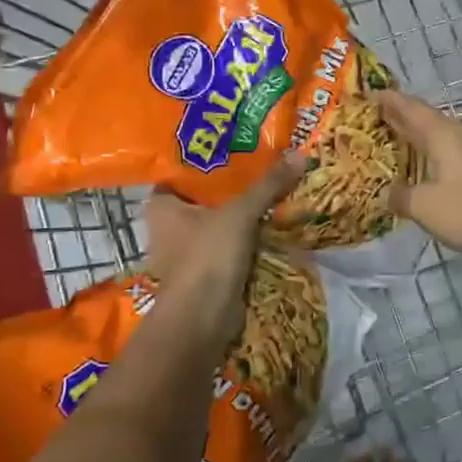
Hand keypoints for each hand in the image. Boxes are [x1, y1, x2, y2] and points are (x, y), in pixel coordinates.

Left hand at [141, 154, 308, 352]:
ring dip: (241, 210)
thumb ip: (268, 184)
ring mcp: (186, 251)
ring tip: (272, 185)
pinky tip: (270, 219)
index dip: (207, 156)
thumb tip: (300, 155)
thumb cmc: (208, 256)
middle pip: (204, 195)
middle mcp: (168, 226)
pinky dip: (245, 235)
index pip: (181, 170)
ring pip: (218, 220)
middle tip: (263, 160)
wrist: (203, 318)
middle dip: (231, 183)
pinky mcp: (205, 270)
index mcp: (161, 205)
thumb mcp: (240, 213)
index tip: (236, 142)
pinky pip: (228, 243)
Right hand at [375, 90, 461, 255]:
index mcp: (440, 133)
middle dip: (399, 117)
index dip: (389, 100)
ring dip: (414, 137)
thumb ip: (401, 196)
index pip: (410, 108)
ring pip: (436, 137)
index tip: (369, 94)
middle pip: (423, 120)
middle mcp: (456, 136)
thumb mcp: (424, 205)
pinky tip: (419, 166)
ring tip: (391, 139)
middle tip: (373, 116)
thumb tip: (386, 194)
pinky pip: (446, 155)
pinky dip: (428, 156)